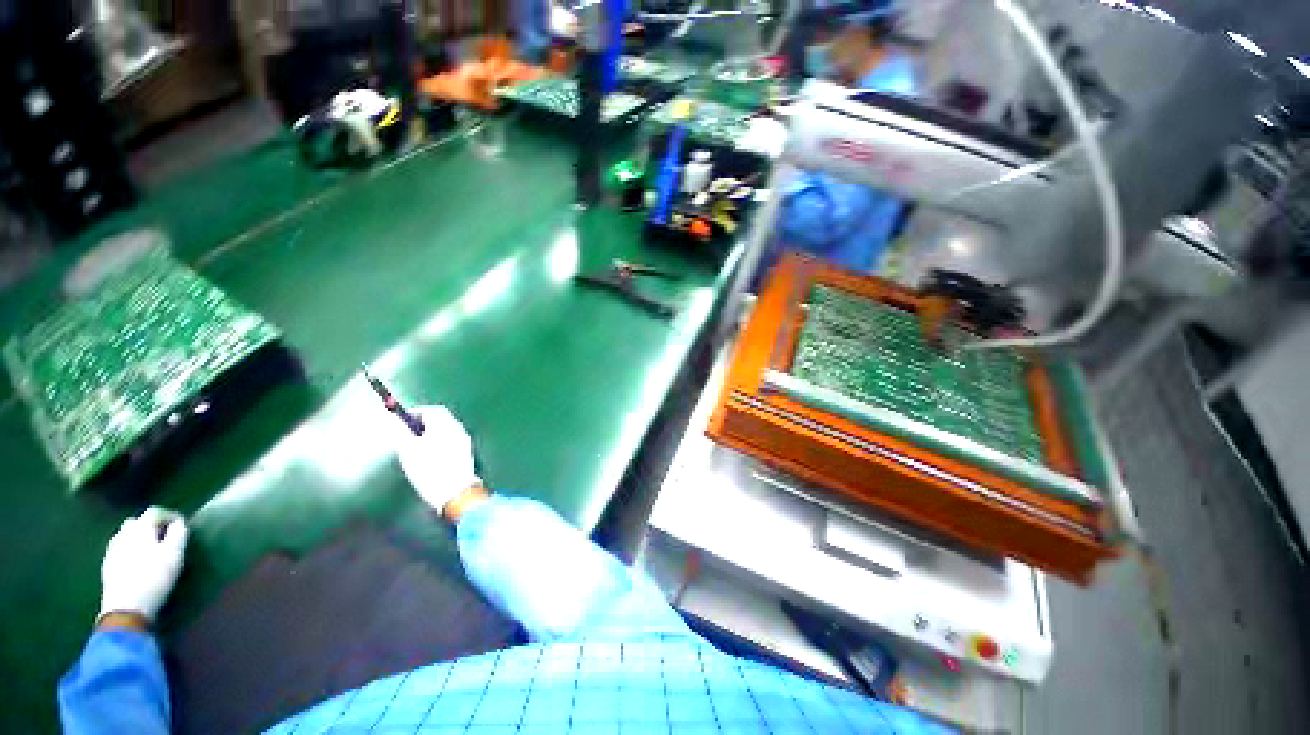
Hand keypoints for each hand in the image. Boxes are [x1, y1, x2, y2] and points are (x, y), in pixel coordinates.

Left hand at [98, 508, 187, 622]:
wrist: (126, 607)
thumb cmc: (154, 577)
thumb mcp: (174, 555)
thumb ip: (178, 535)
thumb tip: (179, 523)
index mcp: (140, 529)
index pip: (154, 512)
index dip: (169, 514)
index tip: (181, 523)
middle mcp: (123, 534)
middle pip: (135, 522)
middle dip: (149, 525)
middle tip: (163, 535)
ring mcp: (112, 550)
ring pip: (124, 535)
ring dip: (137, 537)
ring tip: (150, 549)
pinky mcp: (107, 565)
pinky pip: (118, 550)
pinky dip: (128, 550)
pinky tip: (135, 562)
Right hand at [392, 405, 481, 513]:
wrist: (455, 491)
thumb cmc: (429, 469)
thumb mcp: (408, 450)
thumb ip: (402, 433)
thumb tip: (396, 422)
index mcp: (446, 425)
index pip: (433, 410)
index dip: (417, 412)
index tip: (402, 420)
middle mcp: (459, 429)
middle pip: (442, 419)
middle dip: (424, 422)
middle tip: (408, 433)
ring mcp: (465, 441)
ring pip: (447, 430)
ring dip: (432, 433)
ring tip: (416, 446)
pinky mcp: (467, 453)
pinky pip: (451, 441)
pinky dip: (440, 442)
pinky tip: (430, 456)